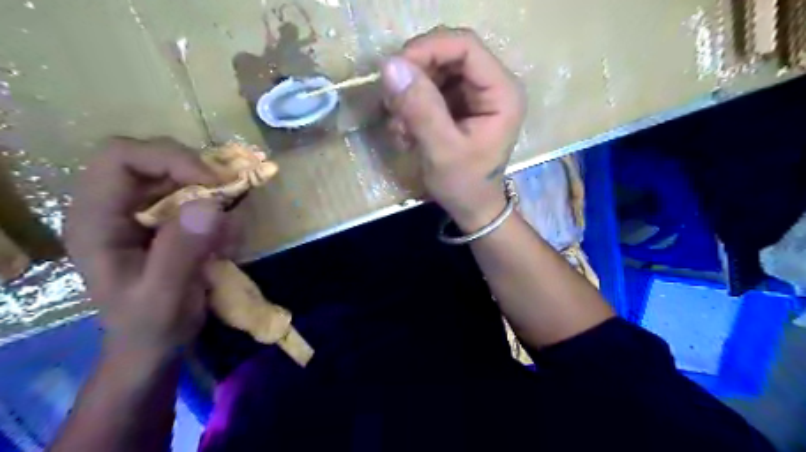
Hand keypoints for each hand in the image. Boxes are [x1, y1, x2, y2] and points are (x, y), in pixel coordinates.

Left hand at [66, 136, 232, 355]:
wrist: (154, 346)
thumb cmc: (151, 326)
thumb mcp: (164, 296)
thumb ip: (181, 252)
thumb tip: (211, 204)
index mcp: (96, 220)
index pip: (121, 158)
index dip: (169, 158)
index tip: (213, 182)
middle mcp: (114, 207)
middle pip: (152, 158)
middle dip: (196, 171)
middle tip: (230, 193)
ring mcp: (141, 212)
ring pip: (178, 174)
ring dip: (211, 191)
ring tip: (227, 229)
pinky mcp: (165, 221)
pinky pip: (195, 196)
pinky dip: (218, 209)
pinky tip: (224, 242)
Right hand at [383, 26, 529, 230]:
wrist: (472, 207)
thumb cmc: (465, 185)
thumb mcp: (442, 151)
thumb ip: (420, 109)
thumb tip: (391, 66)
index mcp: (502, 93)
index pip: (465, 47)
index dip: (428, 49)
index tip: (394, 70)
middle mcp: (492, 85)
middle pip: (448, 54)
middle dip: (415, 74)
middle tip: (392, 102)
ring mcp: (475, 94)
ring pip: (435, 70)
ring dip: (410, 93)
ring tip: (399, 125)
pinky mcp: (460, 104)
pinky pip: (431, 88)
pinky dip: (412, 105)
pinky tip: (405, 131)